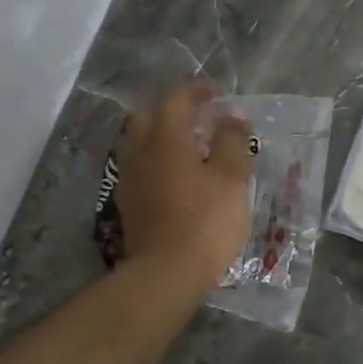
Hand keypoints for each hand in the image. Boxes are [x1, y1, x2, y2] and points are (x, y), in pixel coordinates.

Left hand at [115, 82, 254, 292]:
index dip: (198, 90)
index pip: (176, 98)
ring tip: (192, 146)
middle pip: (148, 114)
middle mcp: (140, 151)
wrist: (165, 273)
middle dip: (174, 109)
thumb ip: (232, 140)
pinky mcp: (128, 202)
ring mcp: (130, 177)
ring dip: (163, 134)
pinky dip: (157, 158)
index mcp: (166, 137)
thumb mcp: (231, 178)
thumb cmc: (205, 221)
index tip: (219, 95)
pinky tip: (177, 176)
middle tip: (201, 118)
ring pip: (140, 140)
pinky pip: (140, 165)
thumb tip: (233, 115)